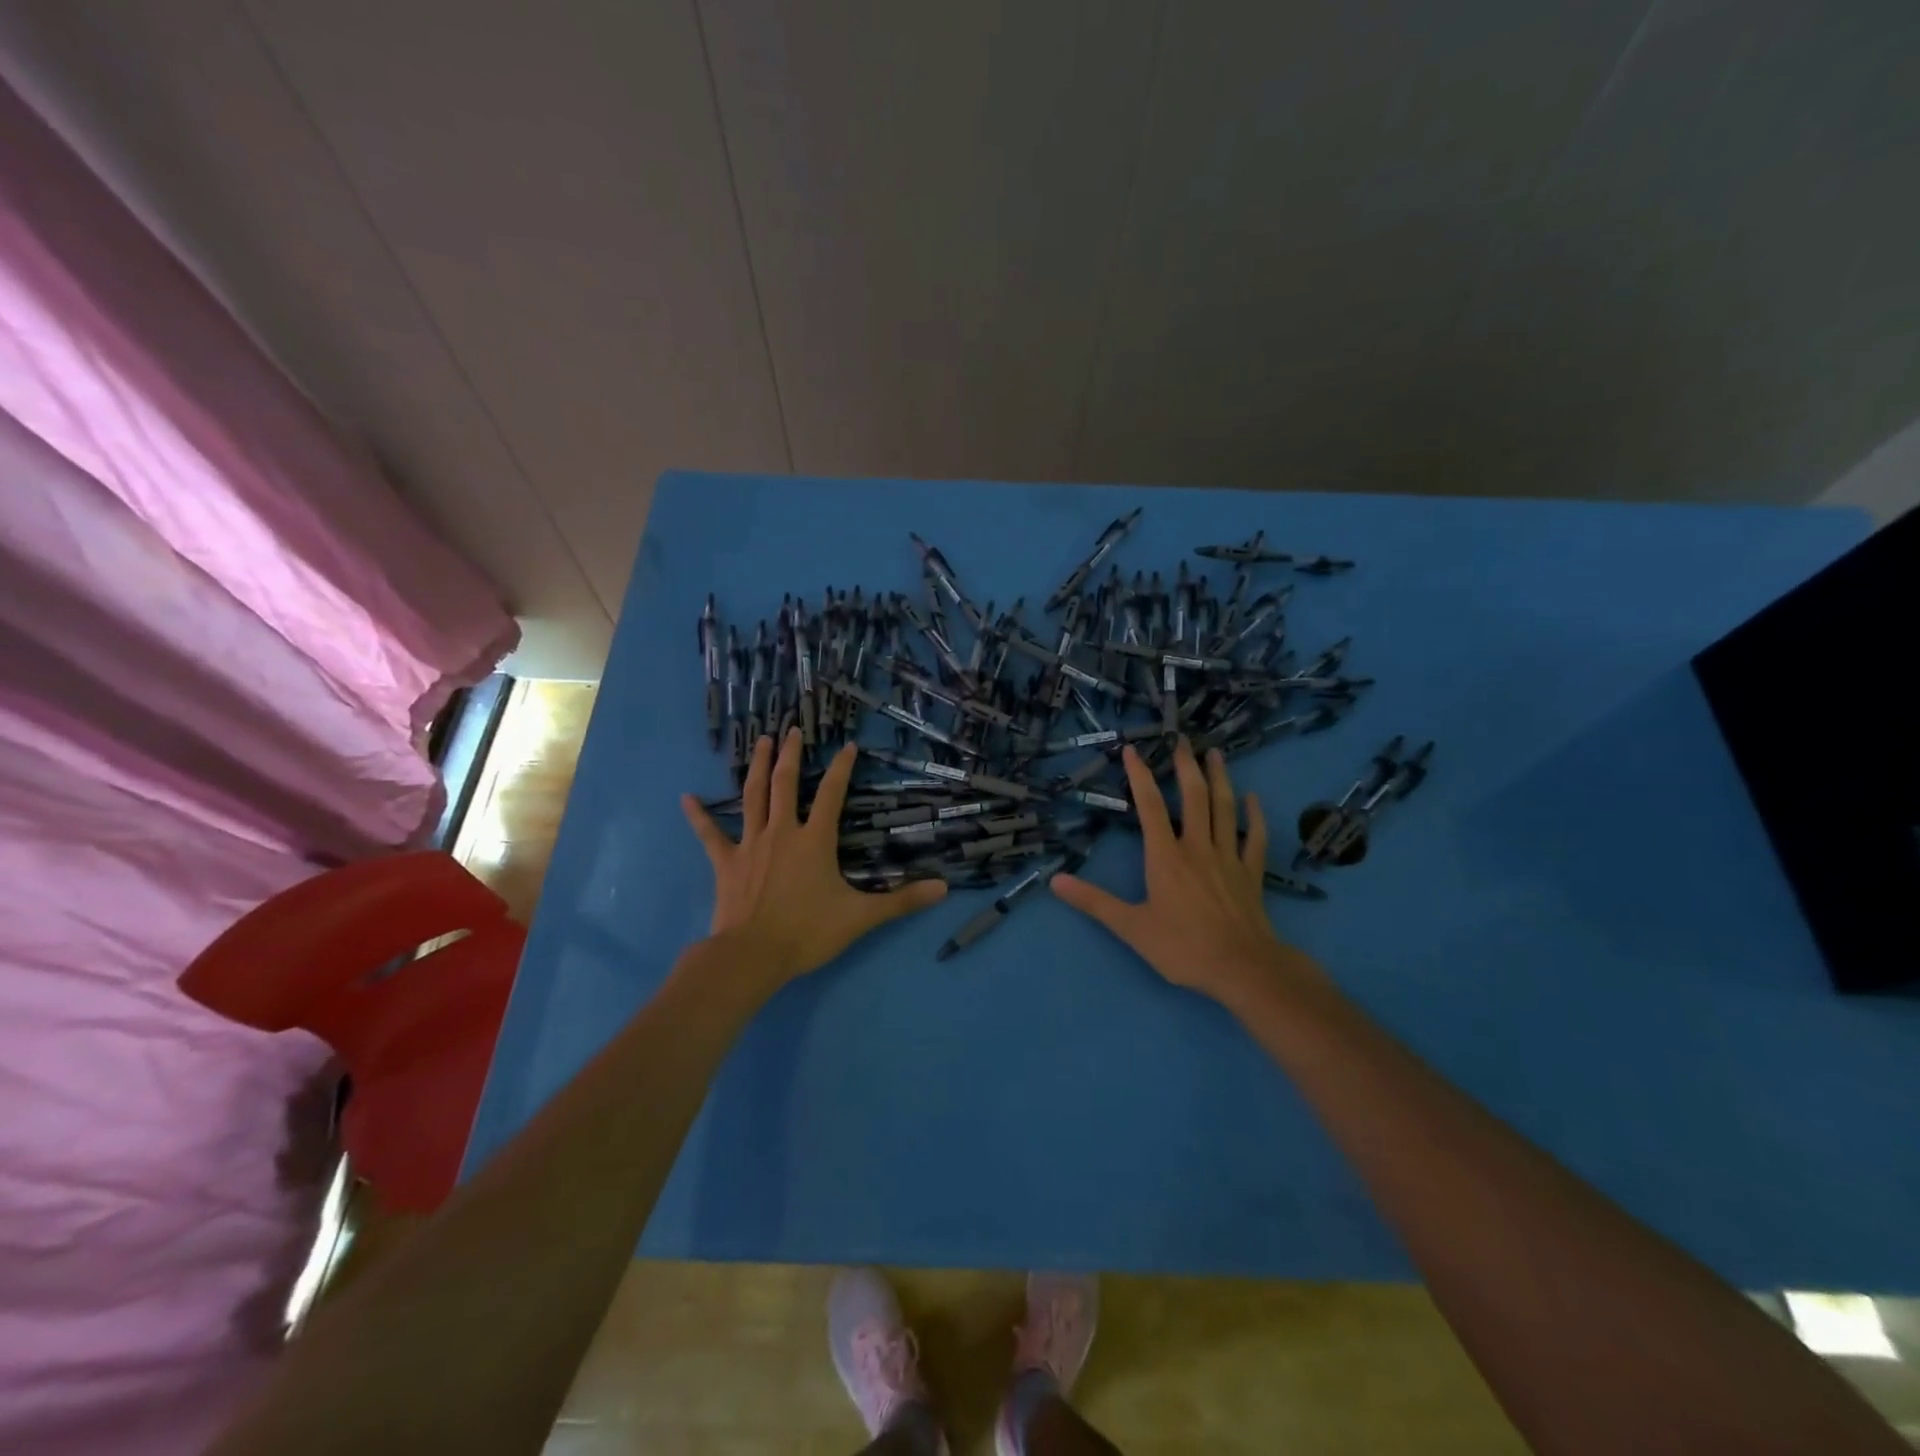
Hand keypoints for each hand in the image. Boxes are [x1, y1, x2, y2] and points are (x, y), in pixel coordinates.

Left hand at [681, 729, 945, 986]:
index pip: (831, 794)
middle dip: (789, 754)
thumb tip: (943, 889)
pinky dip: (699, 816)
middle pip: (784, 784)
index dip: (841, 768)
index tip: (848, 746)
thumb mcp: (861, 917)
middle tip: (790, 729)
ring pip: (752, 797)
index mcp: (814, 839)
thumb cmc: (807, 932)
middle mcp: (782, 831)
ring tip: (759, 741)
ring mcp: (750, 844)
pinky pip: (710, 834)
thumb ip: (902, 901)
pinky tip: (686, 797)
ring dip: (755, 767)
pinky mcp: (726, 862)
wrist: (753, 956)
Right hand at [1050, 739, 1321, 1005]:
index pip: (1149, 807)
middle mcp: (1197, 847)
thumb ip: (1094, 902)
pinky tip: (1253, 798)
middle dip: (1186, 766)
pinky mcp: (1251, 873)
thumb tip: (1056, 881)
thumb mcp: (1131, 927)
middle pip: (1193, 797)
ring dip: (1219, 779)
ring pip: (1225, 809)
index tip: (1132, 749)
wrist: (1242, 968)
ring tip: (1215, 754)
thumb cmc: (1183, 947)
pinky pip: (1254, 838)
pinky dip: (1254, 816)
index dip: (1140, 775)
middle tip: (1183, 739)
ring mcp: (1228, 857)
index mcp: (1166, 857)